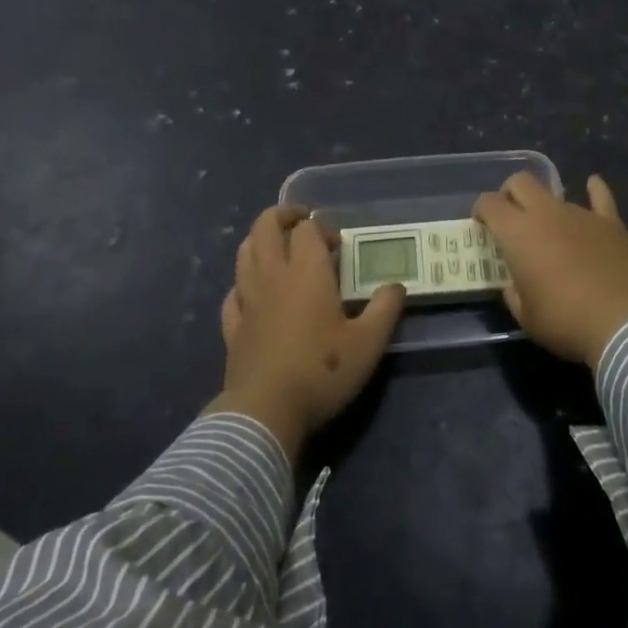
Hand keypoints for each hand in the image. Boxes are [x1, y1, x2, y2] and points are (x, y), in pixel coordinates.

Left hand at [204, 206, 403, 459]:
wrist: (266, 410)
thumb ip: (385, 309)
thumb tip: (396, 286)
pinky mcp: (232, 326)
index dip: (321, 228)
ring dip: (260, 241)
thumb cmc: (322, 371)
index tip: (338, 245)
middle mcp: (272, 275)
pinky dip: (243, 282)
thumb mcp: (369, 343)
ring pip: (244, 253)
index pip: (306, 229)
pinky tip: (253, 292)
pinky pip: (233, 291)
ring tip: (278, 248)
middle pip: (265, 227)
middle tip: (301, 223)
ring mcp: (247, 300)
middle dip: (282, 217)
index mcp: (306, 271)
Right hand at [474, 173, 627, 369]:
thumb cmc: (566, 322)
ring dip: (547, 208)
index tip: (481, 223)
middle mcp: (546, 213)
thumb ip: (514, 294)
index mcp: (518, 233)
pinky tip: (592, 184)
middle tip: (510, 216)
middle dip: (510, 193)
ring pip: (556, 195)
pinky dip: (594, 190)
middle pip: (521, 182)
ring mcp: (581, 214)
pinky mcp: (611, 223)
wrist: (624, 325)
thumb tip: (515, 285)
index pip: (490, 204)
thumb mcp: (526, 318)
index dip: (481, 209)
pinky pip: (600, 197)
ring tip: (551, 230)